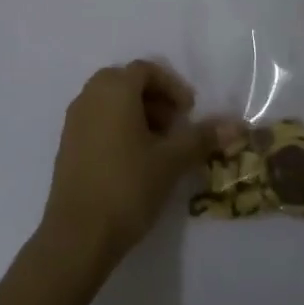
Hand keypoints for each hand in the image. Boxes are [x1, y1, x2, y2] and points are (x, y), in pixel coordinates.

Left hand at [39, 61, 239, 273]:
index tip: (190, 112)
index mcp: (114, 90)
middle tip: (175, 126)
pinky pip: (97, 120)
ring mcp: (74, 120)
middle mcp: (90, 96)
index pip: (146, 70)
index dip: (172, 86)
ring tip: (158, 147)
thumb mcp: (171, 161)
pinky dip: (118, 128)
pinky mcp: (67, 144)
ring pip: (110, 102)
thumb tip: (236, 125)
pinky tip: (134, 161)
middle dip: (155, 99)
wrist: (78, 234)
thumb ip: (202, 137)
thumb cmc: (128, 186)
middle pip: (127, 82)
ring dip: (137, 114)